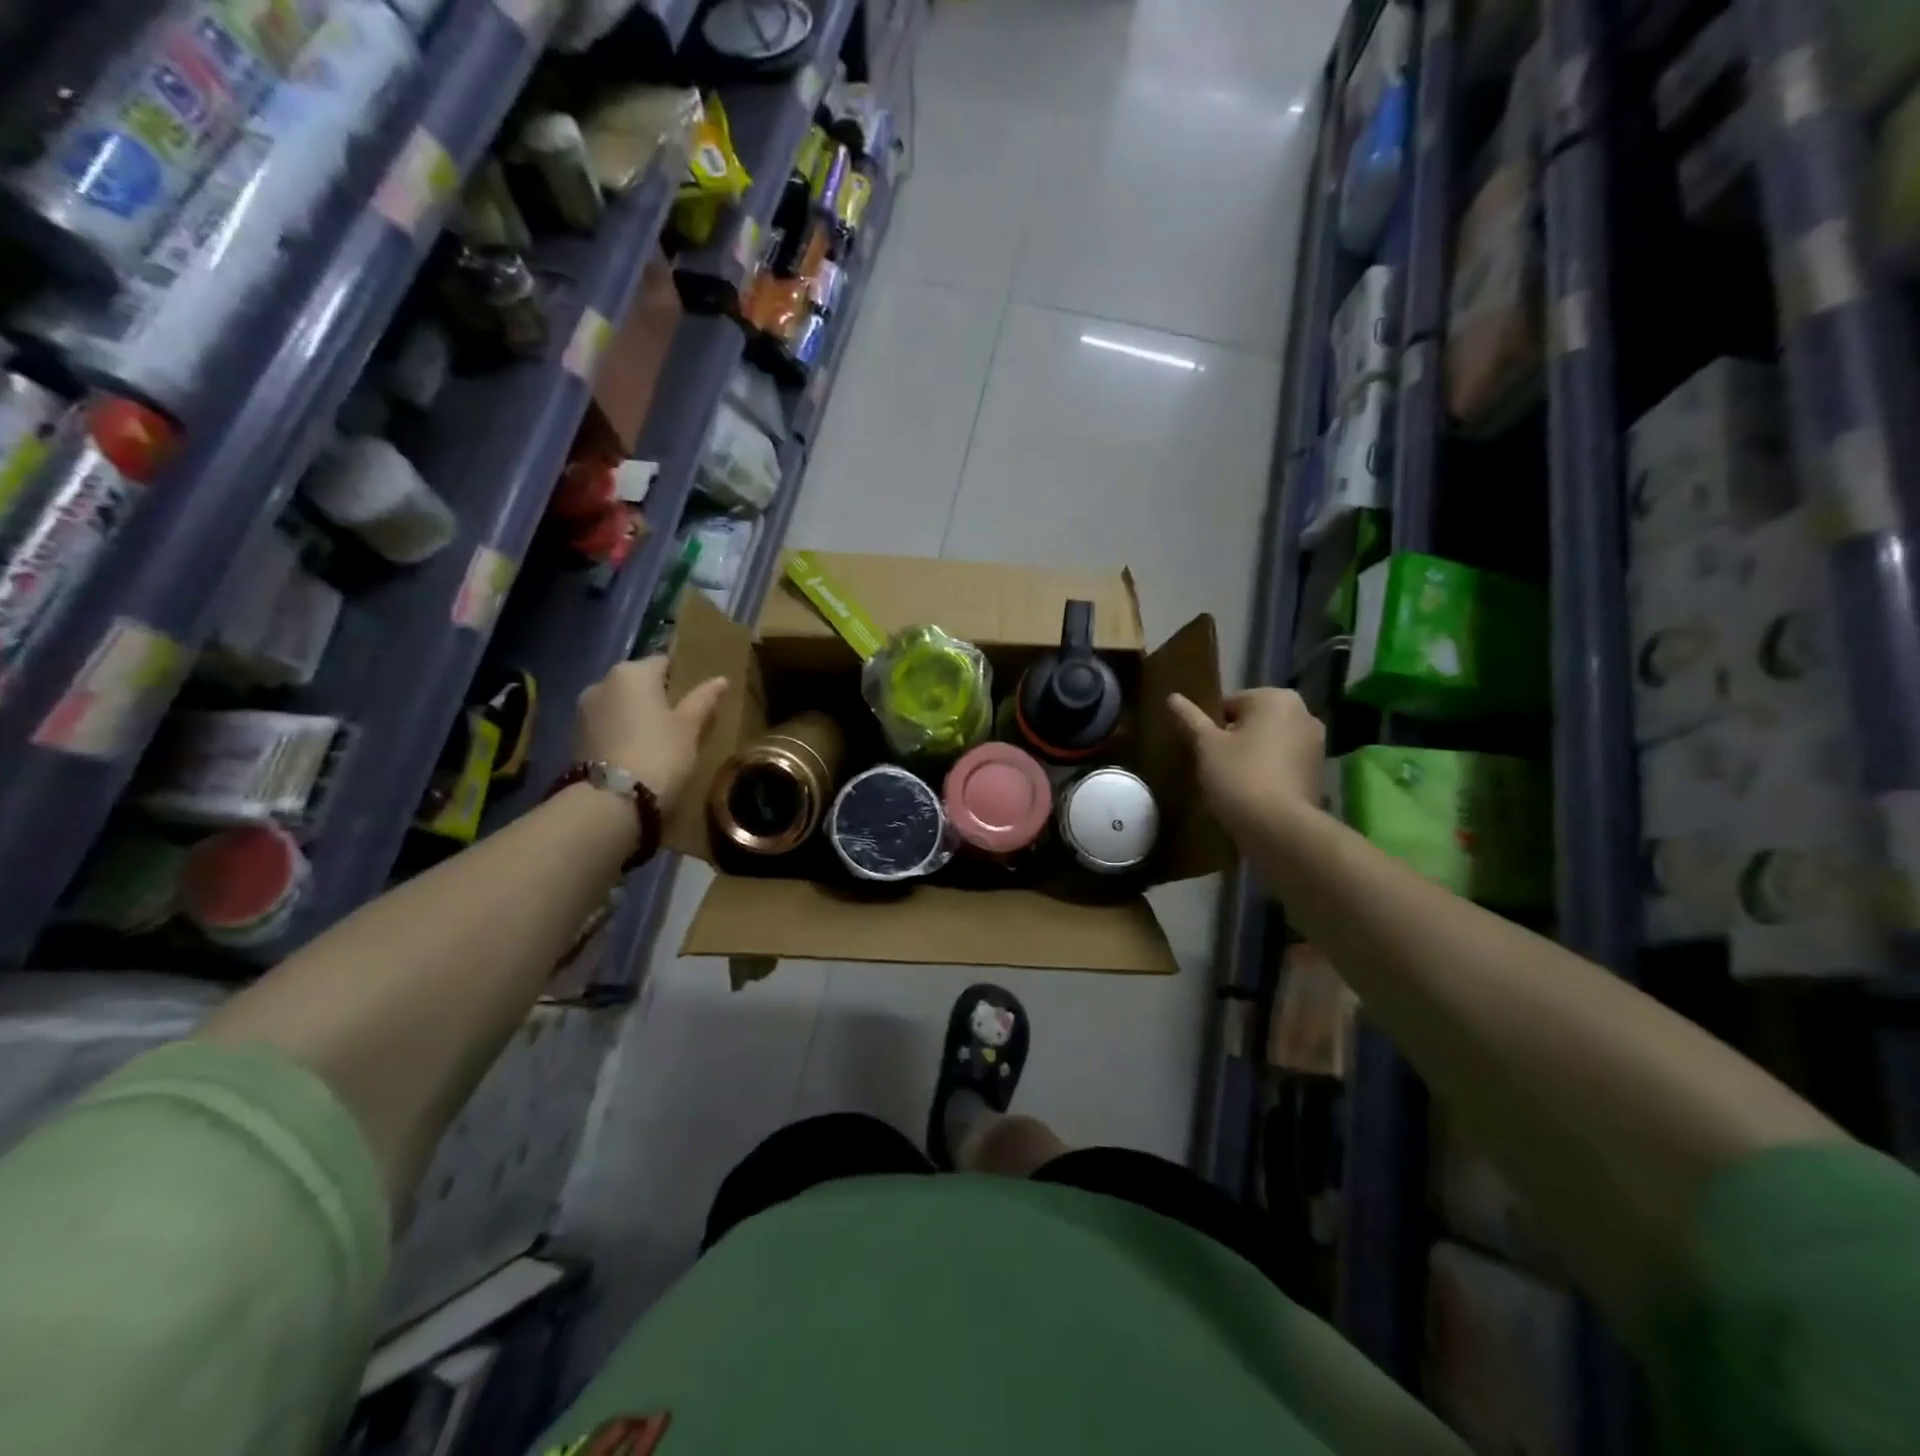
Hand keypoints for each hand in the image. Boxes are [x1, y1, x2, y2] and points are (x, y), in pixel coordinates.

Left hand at [575, 657, 727, 811]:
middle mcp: (602, 682)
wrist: (611, 800)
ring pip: (619, 704)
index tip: (695, 698)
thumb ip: (703, 700)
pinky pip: (606, 724)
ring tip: (656, 739)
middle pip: (637, 682)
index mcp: (633, 672)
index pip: (663, 662)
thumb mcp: (689, 727)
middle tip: (679, 720)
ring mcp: (583, 709)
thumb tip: (721, 679)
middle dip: (655, 696)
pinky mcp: (574, 736)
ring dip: (635, 715)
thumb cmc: (659, 754)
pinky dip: (620, 732)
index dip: (682, 678)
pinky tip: (635, 752)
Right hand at [1168, 687, 1325, 835]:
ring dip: (1252, 755)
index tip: (1204, 750)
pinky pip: (1284, 764)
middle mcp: (1304, 713)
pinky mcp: (1318, 772)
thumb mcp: (1206, 745)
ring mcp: (1316, 744)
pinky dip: (1269, 772)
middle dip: (1235, 739)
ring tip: (1232, 782)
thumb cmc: (1238, 775)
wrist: (1278, 827)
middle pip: (1254, 721)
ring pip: (1270, 743)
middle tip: (1215, 765)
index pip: (1230, 703)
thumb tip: (1172, 697)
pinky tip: (1253, 794)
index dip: (1212, 727)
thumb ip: (1190, 718)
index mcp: (1276, 698)